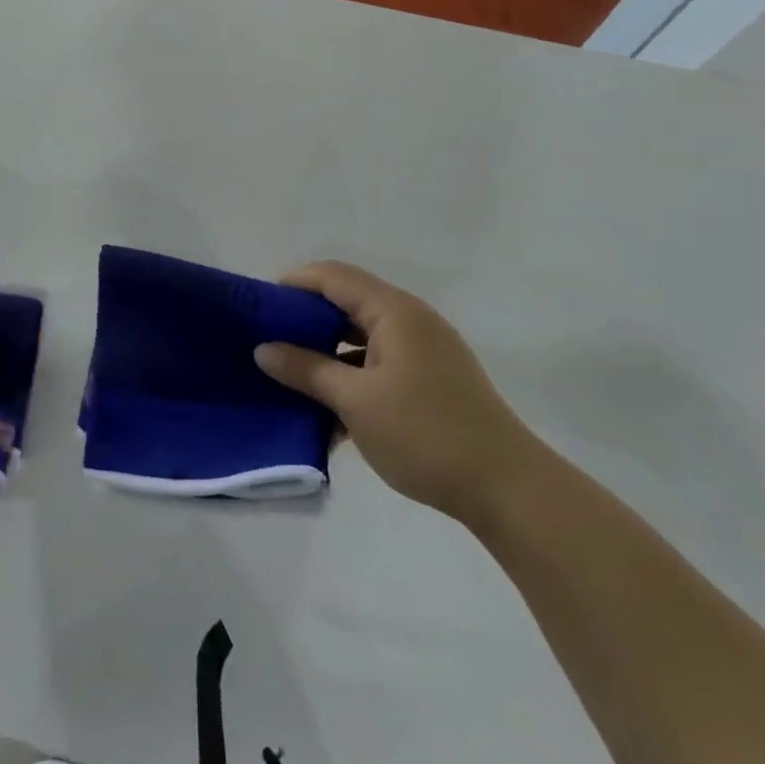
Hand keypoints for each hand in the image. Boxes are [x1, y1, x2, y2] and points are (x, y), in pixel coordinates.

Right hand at [254, 261, 537, 526]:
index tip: (258, 305)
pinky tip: (327, 411)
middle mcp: (410, 320)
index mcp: (394, 311)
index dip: (294, 283)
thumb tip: (264, 350)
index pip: (334, 276)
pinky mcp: (430, 380)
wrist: (506, 487)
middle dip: (305, 319)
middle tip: (267, 339)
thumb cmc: (425, 433)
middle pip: (347, 303)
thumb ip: (306, 370)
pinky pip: (378, 364)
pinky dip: (351, 377)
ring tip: (289, 374)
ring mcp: (423, 351)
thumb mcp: (356, 401)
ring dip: (326, 353)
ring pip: (361, 337)